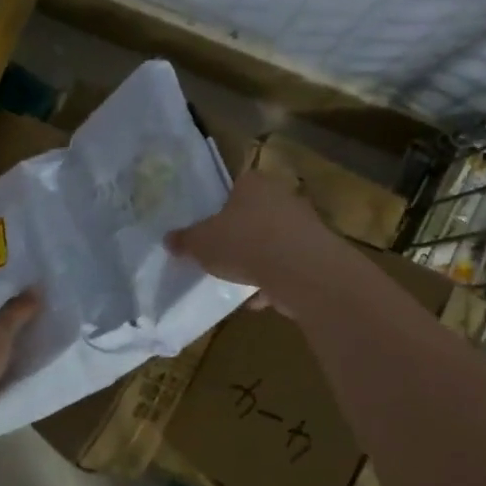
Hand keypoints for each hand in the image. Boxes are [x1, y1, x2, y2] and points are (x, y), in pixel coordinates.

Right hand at [167, 171, 335, 304]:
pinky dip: (275, 282)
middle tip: (222, 255)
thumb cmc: (244, 243)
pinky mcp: (317, 254)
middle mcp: (282, 197)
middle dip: (241, 235)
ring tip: (239, 282)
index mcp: (253, 184)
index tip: (211, 228)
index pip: (236, 187)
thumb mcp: (201, 243)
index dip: (221, 207)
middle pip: (256, 214)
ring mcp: (303, 225)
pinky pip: (288, 267)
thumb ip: (185, 240)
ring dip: (259, 261)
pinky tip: (258, 301)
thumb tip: (169, 240)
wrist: (300, 270)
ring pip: (274, 242)